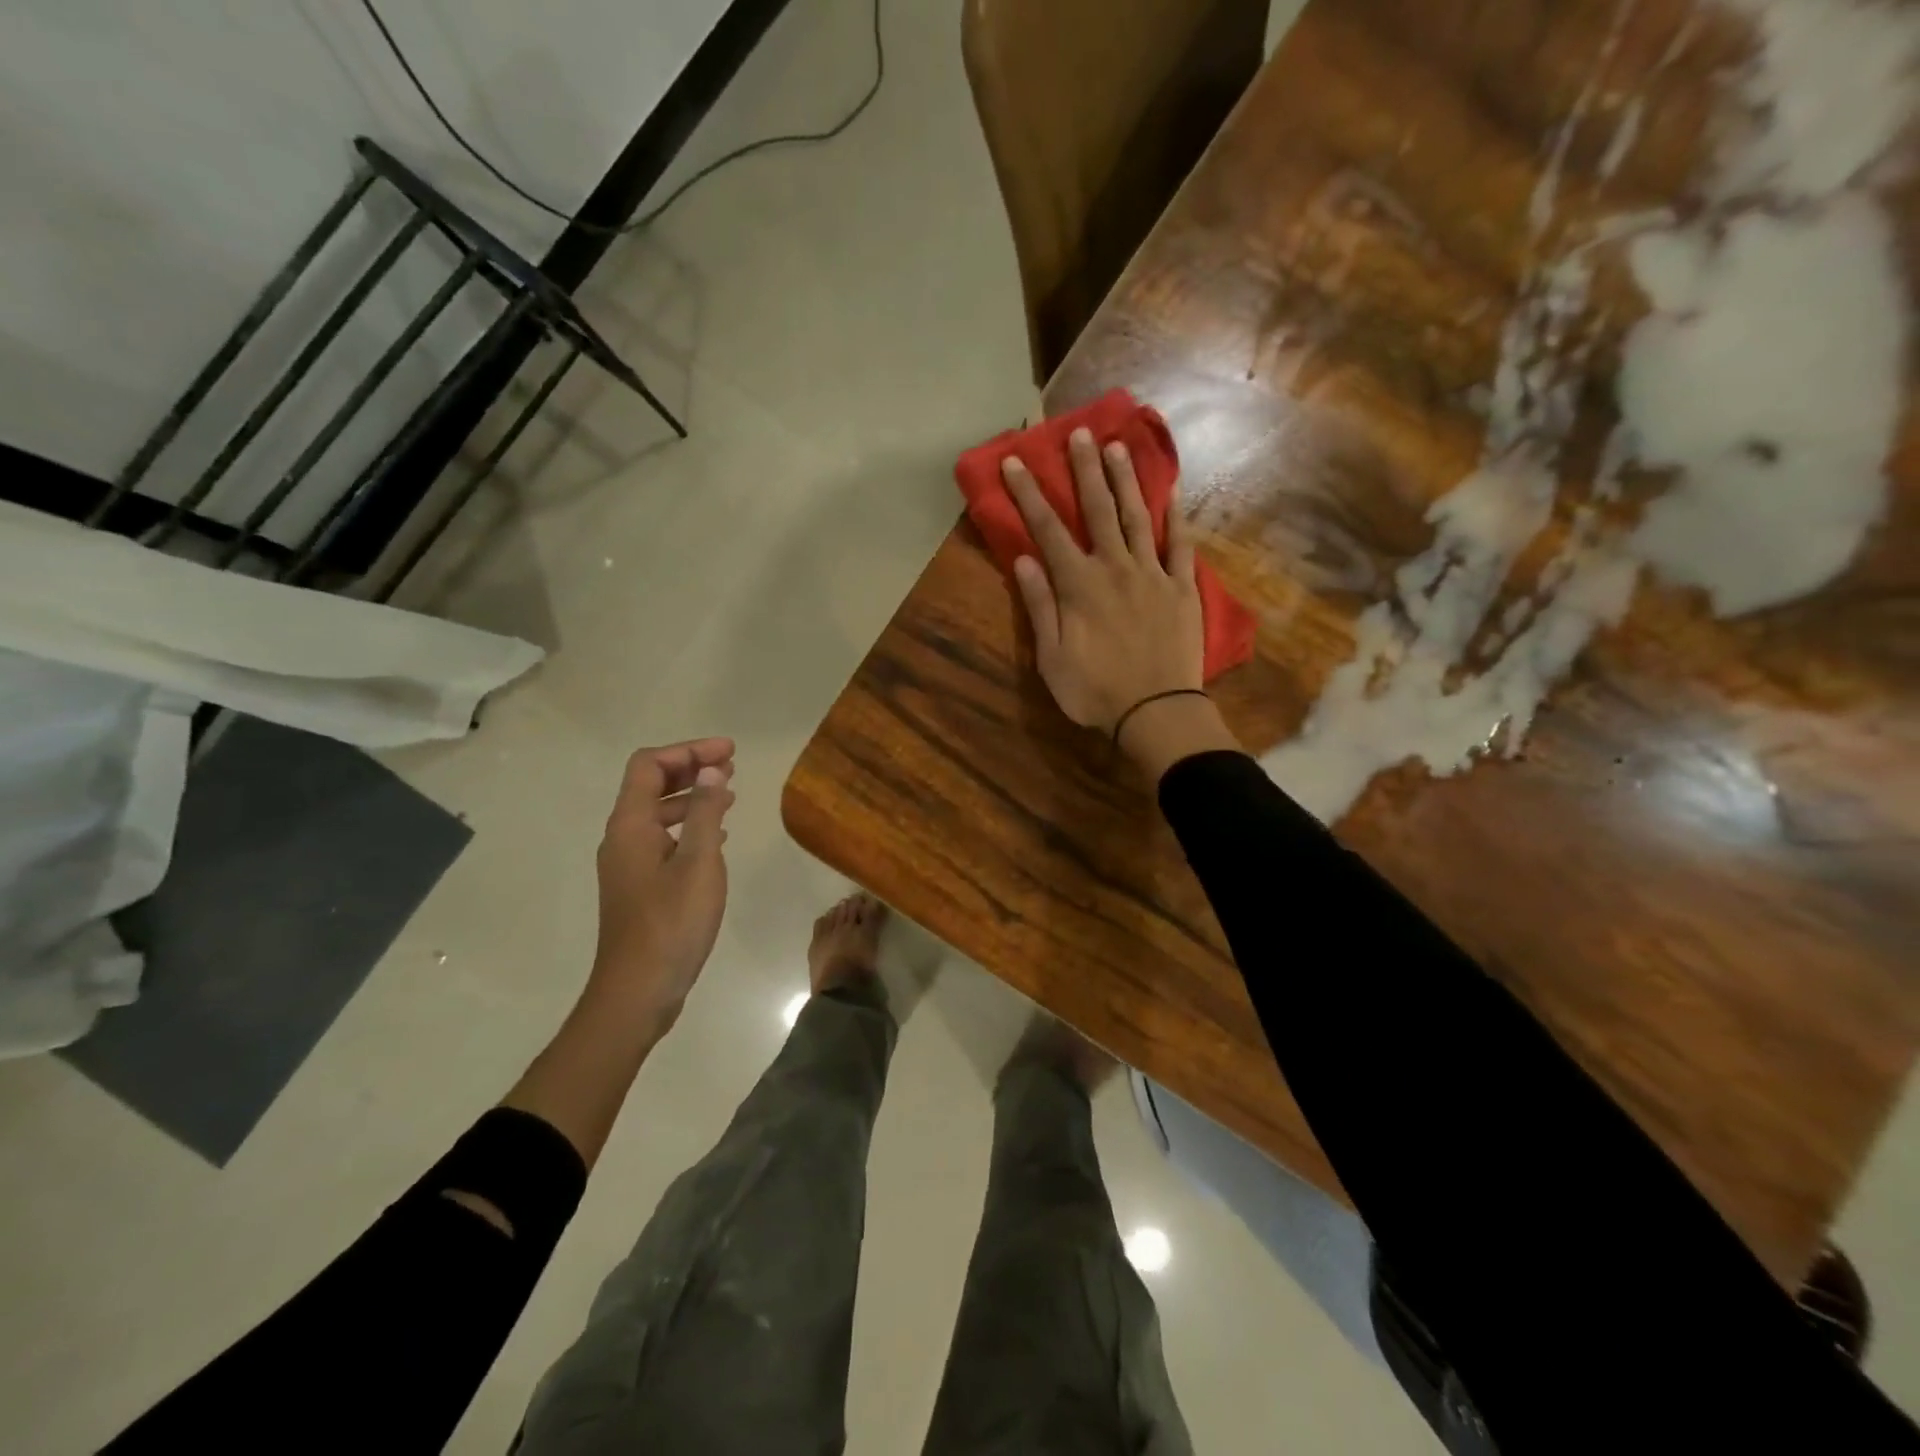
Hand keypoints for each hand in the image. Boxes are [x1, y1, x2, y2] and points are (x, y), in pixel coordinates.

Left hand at [589, 738, 735, 1037]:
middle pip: (649, 785)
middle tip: (732, 766)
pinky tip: (717, 837)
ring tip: (729, 796)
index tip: (729, 752)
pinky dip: (688, 826)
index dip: (688, 751)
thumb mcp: (699, 861)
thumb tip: (710, 769)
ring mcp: (627, 864)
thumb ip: (705, 811)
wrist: (638, 991)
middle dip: (690, 768)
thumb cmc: (672, 923)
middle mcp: (621, 838)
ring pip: (656, 813)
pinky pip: (661, 839)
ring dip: (691, 797)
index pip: (649, 765)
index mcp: (630, 826)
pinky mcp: (639, 886)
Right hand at [1001, 427, 1204, 733]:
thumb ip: (1039, 605)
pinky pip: (1181, 545)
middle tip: (1079, 433)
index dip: (1029, 494)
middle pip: (1097, 510)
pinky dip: (1177, 517)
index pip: (1048, 530)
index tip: (1014, 461)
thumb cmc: (1095, 691)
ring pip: (1138, 517)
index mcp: (1079, 585)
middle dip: (1085, 470)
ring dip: (1126, 480)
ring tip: (1118, 447)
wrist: (1157, 712)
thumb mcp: (1052, 657)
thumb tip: (1024, 559)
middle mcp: (1115, 567)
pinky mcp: (1182, 588)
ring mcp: (1153, 574)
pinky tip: (1173, 491)